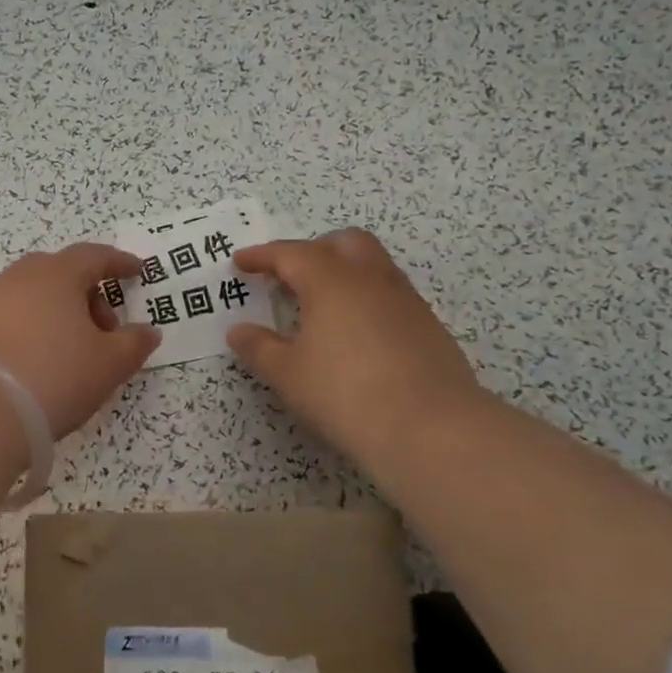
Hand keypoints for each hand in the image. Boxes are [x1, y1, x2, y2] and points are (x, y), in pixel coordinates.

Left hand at [0, 244, 161, 436]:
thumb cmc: (55, 375)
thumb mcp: (110, 363)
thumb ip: (134, 343)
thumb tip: (147, 331)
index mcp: (57, 274)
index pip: (94, 256)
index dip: (119, 263)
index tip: (136, 272)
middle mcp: (20, 277)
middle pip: (62, 273)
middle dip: (89, 294)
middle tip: (106, 328)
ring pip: (35, 295)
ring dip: (60, 312)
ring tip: (74, 349)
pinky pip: (13, 316)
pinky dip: (34, 327)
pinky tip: (40, 359)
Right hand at [227, 229, 486, 462]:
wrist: (432, 429)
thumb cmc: (345, 394)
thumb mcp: (288, 375)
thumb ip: (259, 348)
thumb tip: (239, 331)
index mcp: (331, 281)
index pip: (290, 253)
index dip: (262, 256)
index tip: (241, 262)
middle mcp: (371, 279)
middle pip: (342, 243)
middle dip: (312, 251)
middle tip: (289, 276)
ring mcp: (406, 300)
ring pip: (372, 266)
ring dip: (343, 273)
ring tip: (321, 306)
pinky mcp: (428, 327)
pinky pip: (390, 295)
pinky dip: (365, 300)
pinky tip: (355, 335)